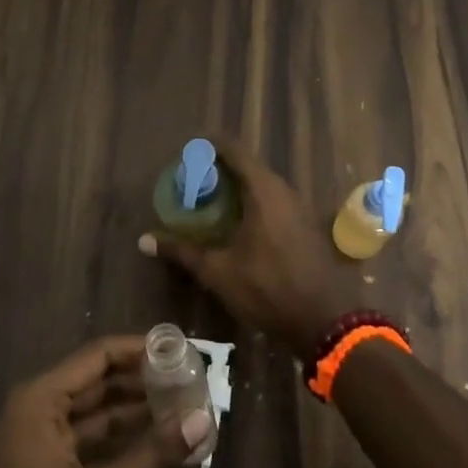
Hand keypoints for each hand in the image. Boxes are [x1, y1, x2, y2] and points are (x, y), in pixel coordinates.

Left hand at [0, 336, 190, 467]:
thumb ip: (154, 455)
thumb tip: (203, 419)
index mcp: (39, 401)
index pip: (98, 356)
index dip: (141, 350)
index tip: (183, 350)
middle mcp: (32, 410)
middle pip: (95, 381)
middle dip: (141, 382)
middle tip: (190, 382)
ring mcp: (31, 442)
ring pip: (90, 414)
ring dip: (131, 413)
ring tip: (180, 410)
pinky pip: (82, 442)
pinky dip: (115, 442)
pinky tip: (151, 447)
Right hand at [140, 138, 351, 357]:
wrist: (323, 321)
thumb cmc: (267, 288)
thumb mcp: (218, 271)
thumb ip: (182, 251)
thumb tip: (144, 240)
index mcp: (263, 191)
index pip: (235, 152)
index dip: (211, 146)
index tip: (189, 150)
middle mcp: (284, 191)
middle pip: (249, 166)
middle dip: (220, 169)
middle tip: (192, 179)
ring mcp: (299, 208)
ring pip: (263, 185)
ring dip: (238, 187)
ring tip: (210, 198)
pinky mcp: (305, 226)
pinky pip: (274, 201)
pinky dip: (253, 202)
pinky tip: (237, 221)